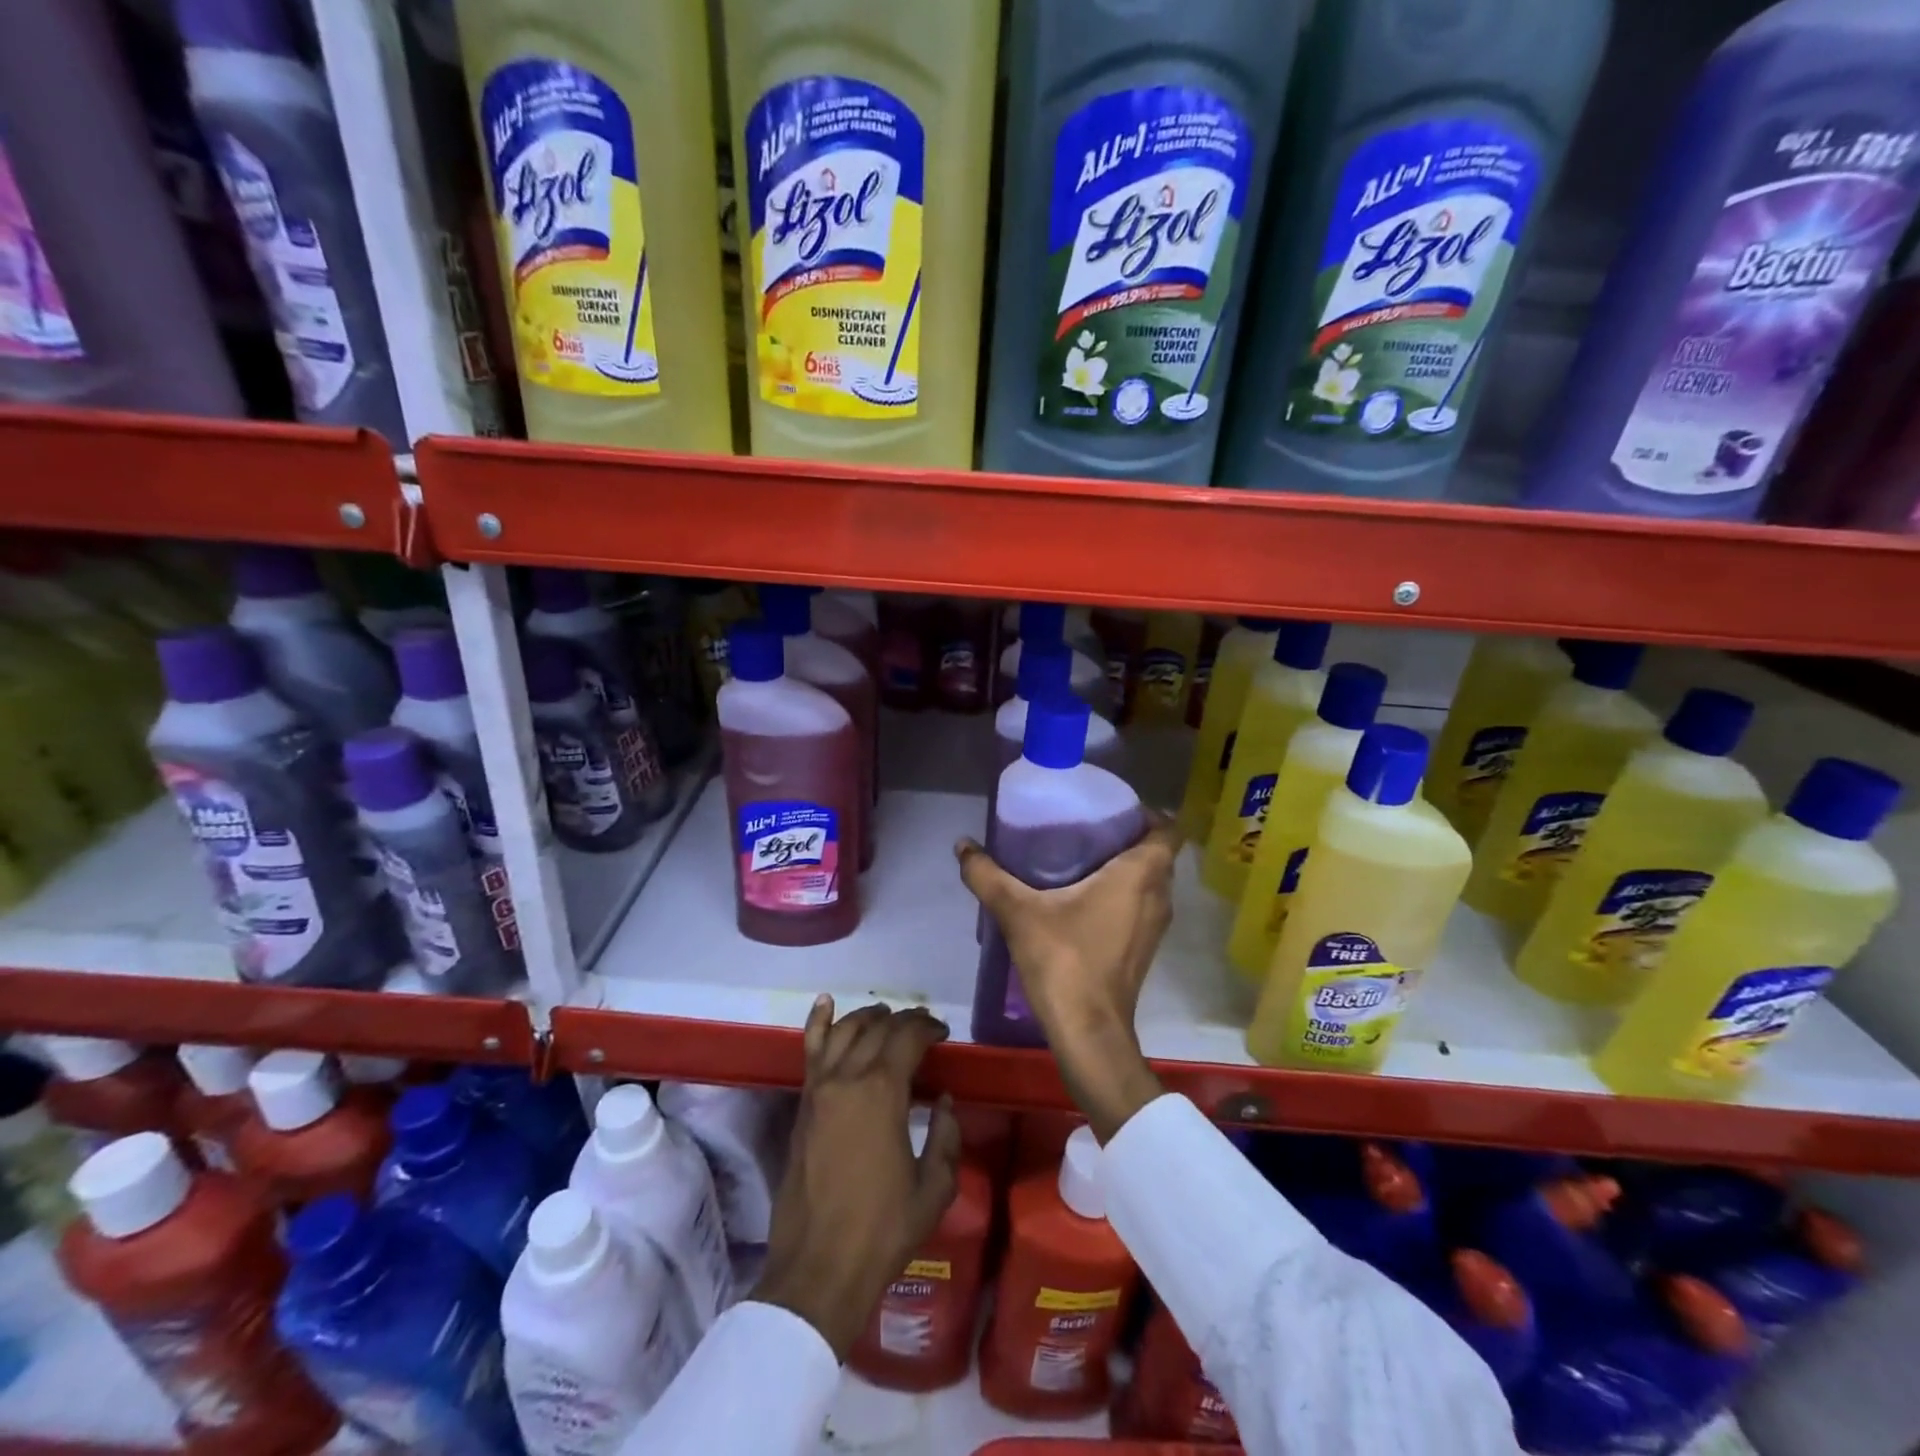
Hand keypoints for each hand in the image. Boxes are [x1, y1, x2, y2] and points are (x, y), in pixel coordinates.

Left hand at [753, 997, 960, 1359]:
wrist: (818, 1270)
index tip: (943, 1034)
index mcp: (882, 1093)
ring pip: (844, 1031)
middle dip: (903, 1021)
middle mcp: (847, 1078)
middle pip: (877, 1029)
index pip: (907, 1038)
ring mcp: (819, 1089)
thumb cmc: (882, 1231)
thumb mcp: (934, 1189)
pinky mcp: (802, 1105)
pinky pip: (811, 1051)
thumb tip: (943, 1101)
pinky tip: (826, 1003)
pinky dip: (819, 1023)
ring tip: (886, 1017)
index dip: (928, 1028)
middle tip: (922, 1027)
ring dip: (868, 1017)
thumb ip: (945, 1138)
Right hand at [956, 813, 1181, 1141]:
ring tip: (1081, 856)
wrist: (1088, 1031)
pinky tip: (1083, 897)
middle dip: (1128, 836)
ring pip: (1151, 881)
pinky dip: (1123, 893)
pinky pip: (1142, 905)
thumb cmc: (1064, 960)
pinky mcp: (1145, 948)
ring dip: (1126, 866)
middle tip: (1085, 826)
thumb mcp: (1018, 912)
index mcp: (1141, 875)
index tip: (1110, 807)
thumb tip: (963, 844)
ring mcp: (1155, 926)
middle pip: (1157, 853)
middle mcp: (1159, 896)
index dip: (1145, 813)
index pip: (1167, 829)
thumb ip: (988, 875)